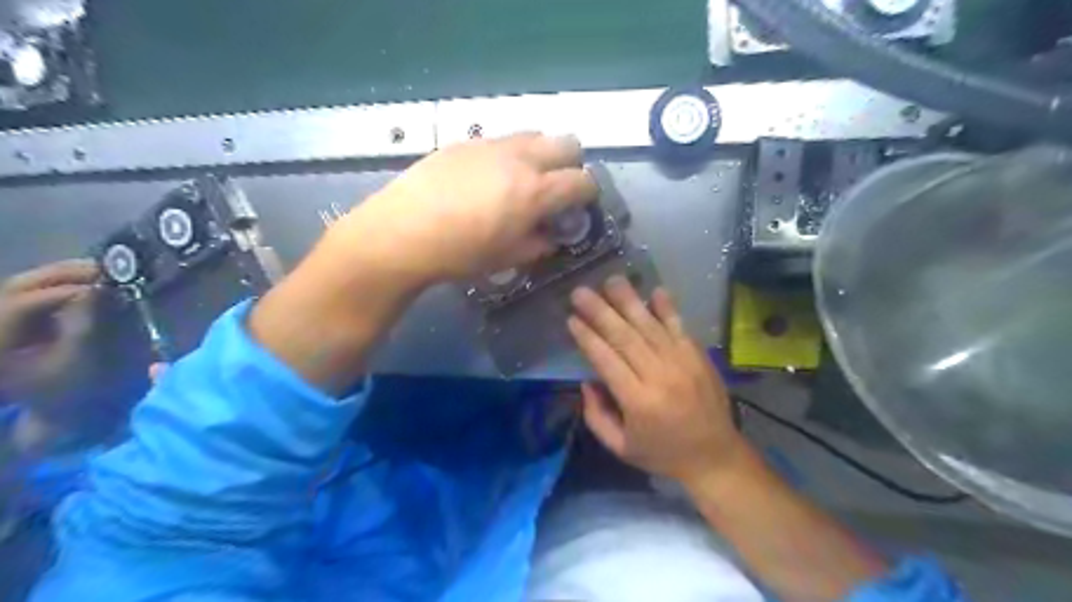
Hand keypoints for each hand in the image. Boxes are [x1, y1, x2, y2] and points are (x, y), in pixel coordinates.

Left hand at [0, 258, 96, 413]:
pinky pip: (35, 294)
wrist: (48, 416)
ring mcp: (2, 321)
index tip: (109, 284)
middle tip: (107, 269)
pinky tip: (90, 288)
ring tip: (103, 274)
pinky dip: (62, 287)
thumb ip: (85, 323)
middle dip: (64, 274)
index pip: (23, 302)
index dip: (67, 290)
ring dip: (65, 278)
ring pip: (26, 286)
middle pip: (21, 286)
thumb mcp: (75, 361)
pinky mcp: (15, 322)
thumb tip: (101, 289)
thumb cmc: (63, 393)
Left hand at [339, 131, 599, 282]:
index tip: (579, 207)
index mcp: (536, 192)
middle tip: (556, 188)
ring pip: (535, 134)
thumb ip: (538, 243)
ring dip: (541, 154)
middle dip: (572, 164)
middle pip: (568, 143)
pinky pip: (502, 140)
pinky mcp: (466, 141)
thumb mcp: (507, 258)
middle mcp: (521, 159)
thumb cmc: (459, 254)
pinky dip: (510, 154)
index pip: (582, 181)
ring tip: (522, 179)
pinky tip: (487, 178)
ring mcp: (492, 145)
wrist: (402, 233)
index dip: (588, 194)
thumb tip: (551, 235)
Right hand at [570, 278, 747, 484]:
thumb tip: (587, 381)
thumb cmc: (662, 454)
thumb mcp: (620, 447)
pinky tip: (654, 290)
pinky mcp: (699, 357)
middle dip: (600, 312)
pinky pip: (680, 327)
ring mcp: (683, 363)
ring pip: (650, 326)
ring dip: (629, 301)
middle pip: (625, 337)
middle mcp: (660, 376)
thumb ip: (597, 416)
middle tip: (580, 292)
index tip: (571, 319)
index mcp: (639, 401)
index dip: (587, 338)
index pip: (607, 360)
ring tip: (611, 281)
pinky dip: (667, 308)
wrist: (715, 457)